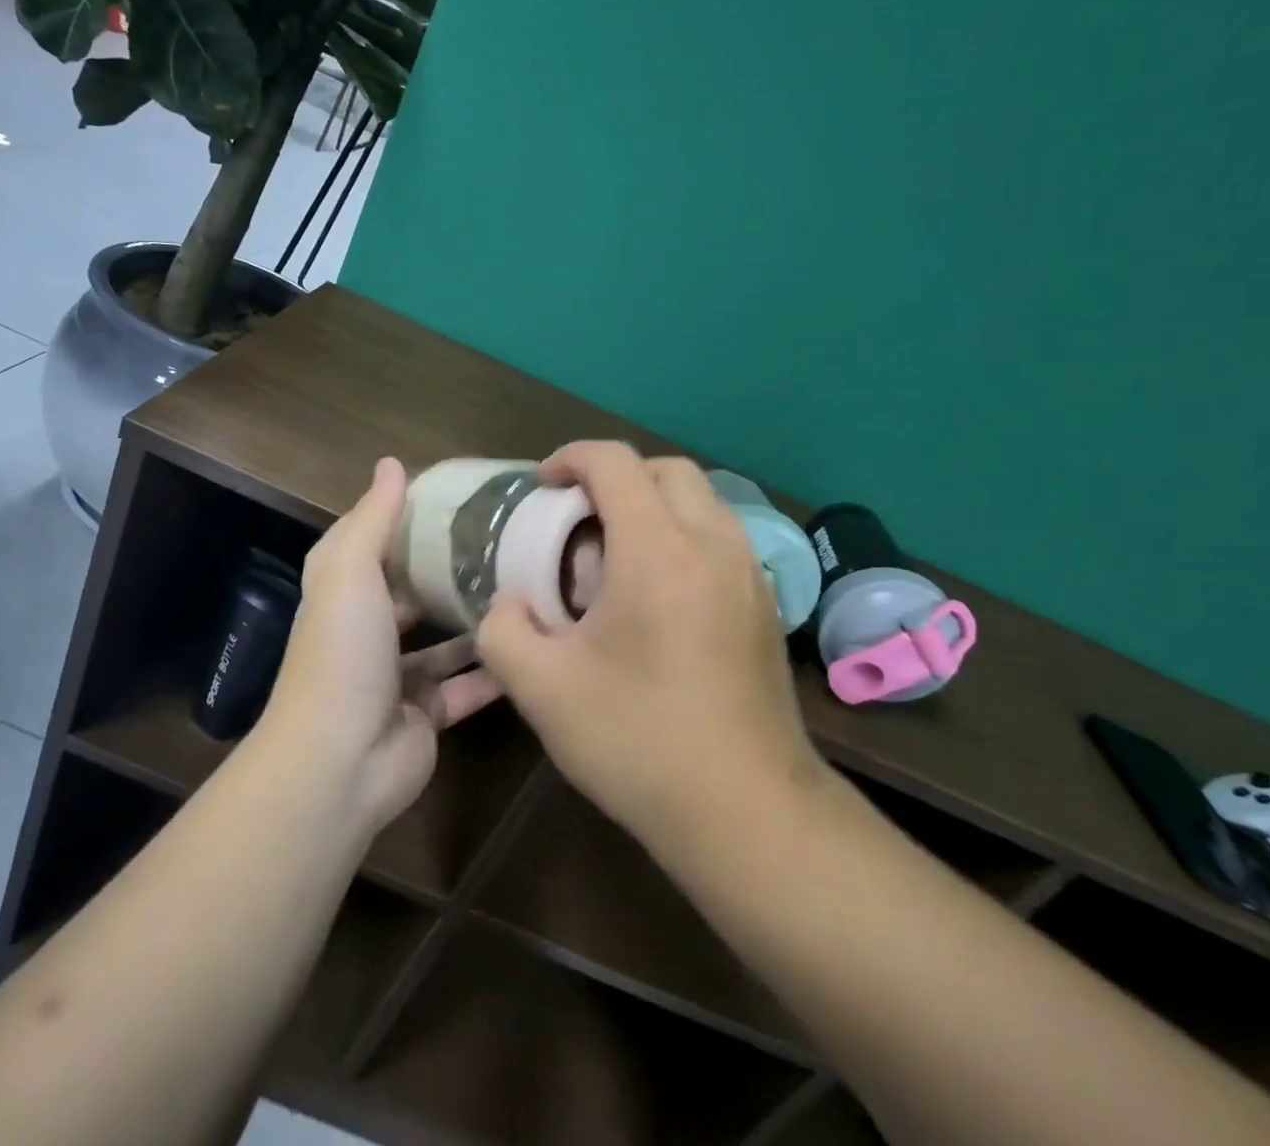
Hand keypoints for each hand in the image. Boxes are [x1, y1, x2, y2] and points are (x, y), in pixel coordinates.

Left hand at [262, 457, 503, 833]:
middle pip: (412, 590)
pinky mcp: (428, 714)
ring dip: (477, 619)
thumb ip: (374, 518)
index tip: (454, 496)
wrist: (339, 760)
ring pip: (444, 640)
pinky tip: (533, 643)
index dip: (403, 516)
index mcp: (344, 593)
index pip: (372, 541)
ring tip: (526, 587)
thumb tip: (391, 463)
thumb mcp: (350, 571)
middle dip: (448, 569)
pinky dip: (494, 669)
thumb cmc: (342, 652)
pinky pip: (467, 685)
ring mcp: (398, 676)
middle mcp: (369, 631)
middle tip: (505, 541)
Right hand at [476, 442, 831, 854]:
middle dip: (616, 475)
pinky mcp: (765, 604)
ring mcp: (749, 572)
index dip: (571, 458)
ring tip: (615, 553)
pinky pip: (720, 537)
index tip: (542, 485)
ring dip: (654, 504)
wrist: (749, 812)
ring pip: (701, 500)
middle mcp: (713, 543)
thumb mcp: (544, 691)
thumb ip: (504, 632)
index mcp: (659, 549)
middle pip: (666, 469)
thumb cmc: (640, 741)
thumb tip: (509, 606)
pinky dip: (683, 535)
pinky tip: (657, 593)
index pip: (615, 462)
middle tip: (577, 518)